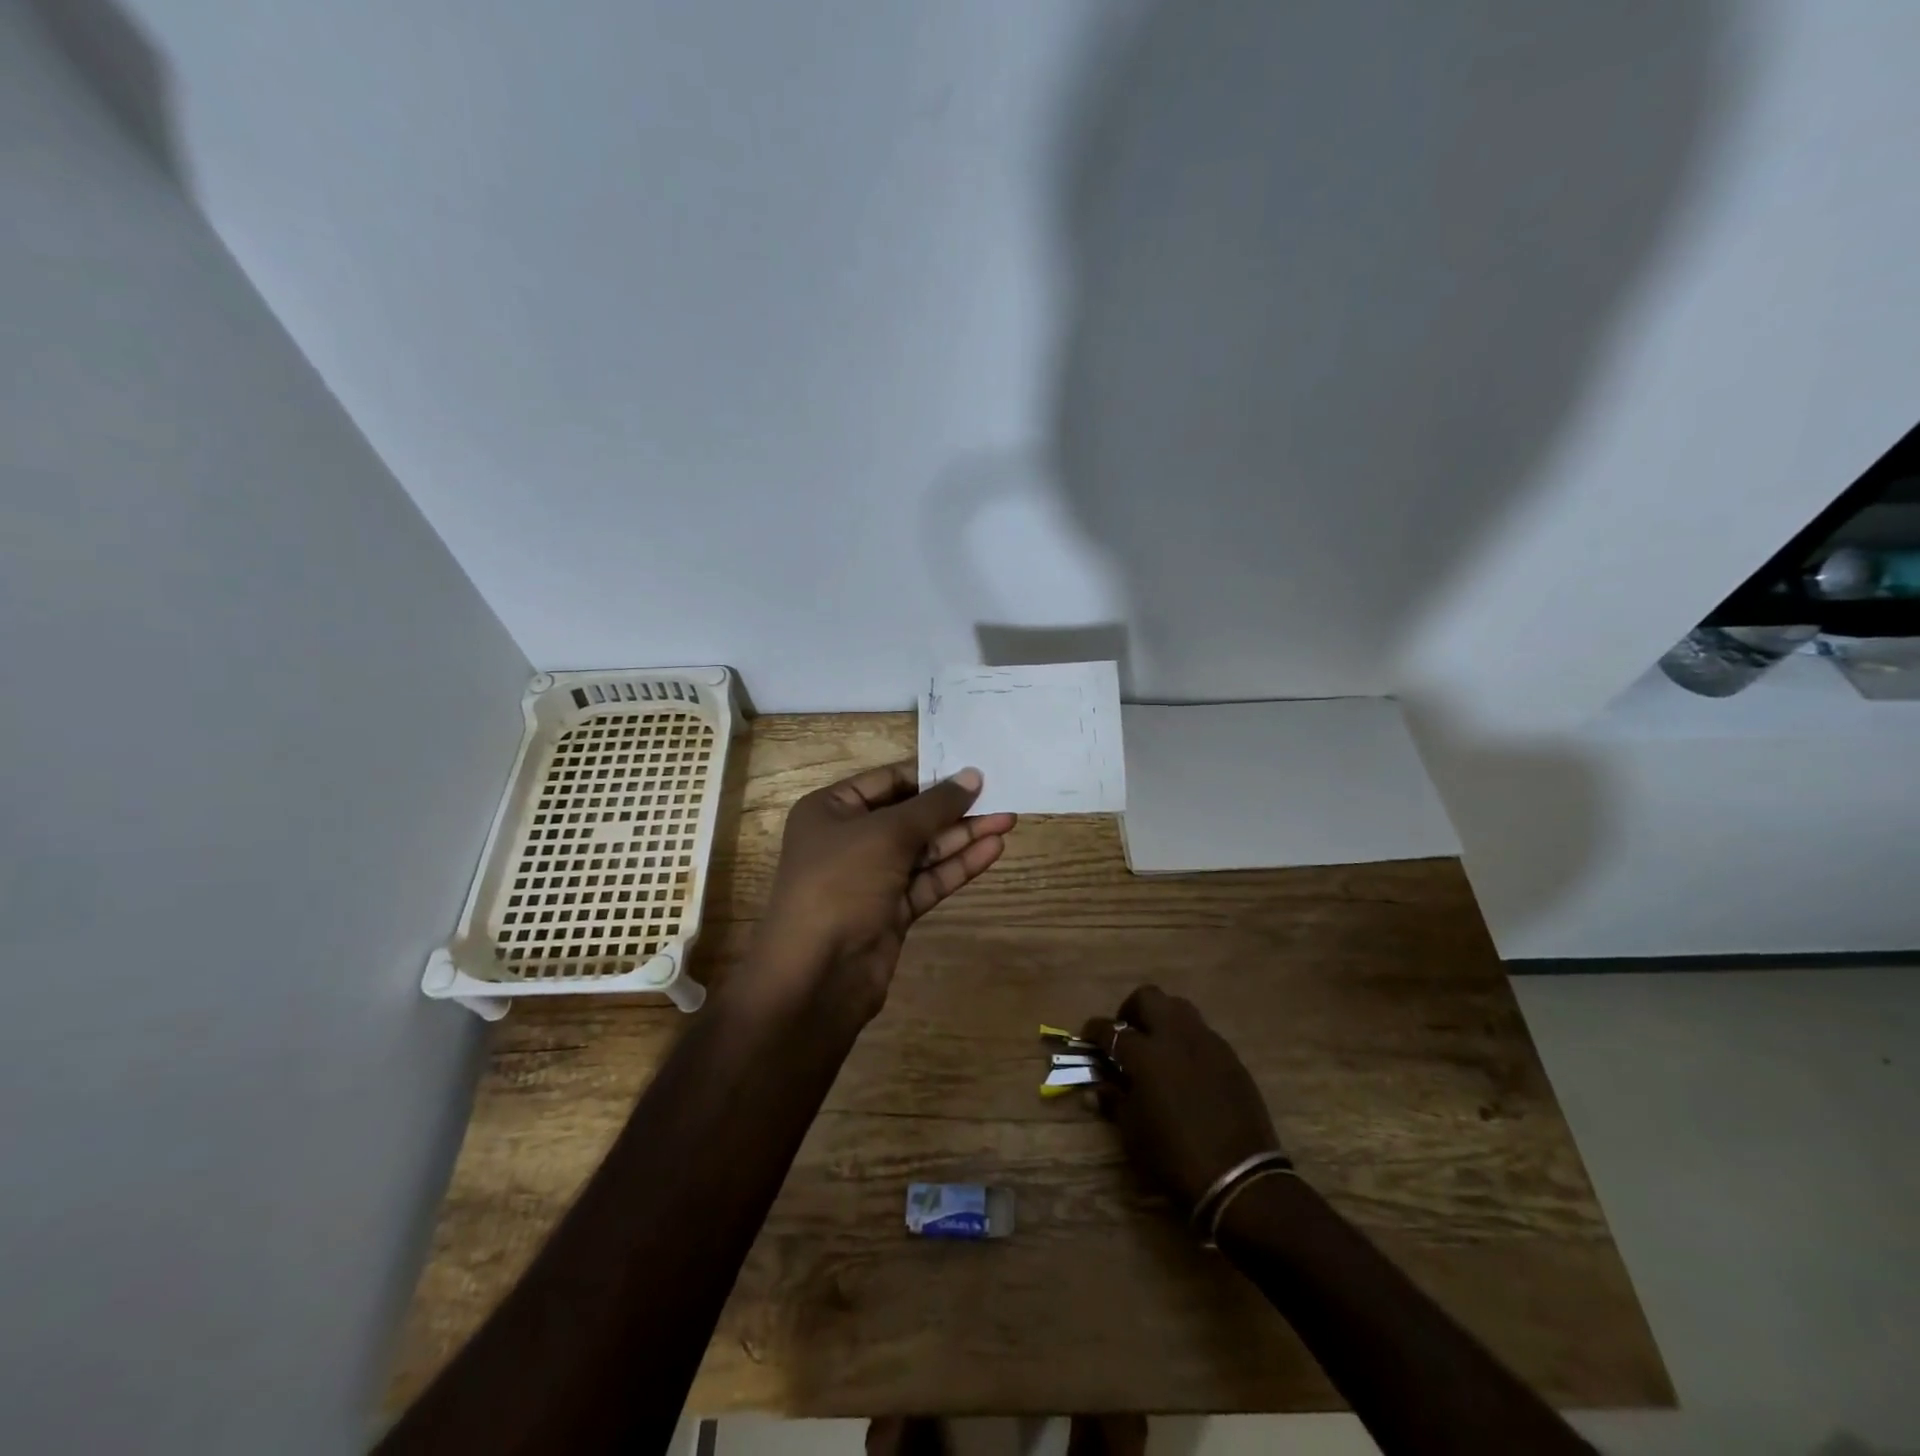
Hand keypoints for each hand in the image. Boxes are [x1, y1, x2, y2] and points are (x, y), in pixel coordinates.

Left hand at [752, 761, 1015, 1021]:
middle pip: (909, 816)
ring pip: (923, 849)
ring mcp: (870, 878)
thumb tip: (972, 775)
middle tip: (1000, 796)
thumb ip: (934, 805)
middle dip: (953, 808)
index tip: (972, 771)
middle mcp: (849, 839)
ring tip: (1007, 819)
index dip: (930, 775)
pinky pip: (928, 879)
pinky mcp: (891, 910)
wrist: (816, 975)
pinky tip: (992, 850)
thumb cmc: (840, 884)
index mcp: (831, 810)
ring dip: (963, 836)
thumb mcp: (887, 834)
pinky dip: (958, 866)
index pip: (888, 781)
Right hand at [1083, 986, 1283, 1211]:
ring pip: (1179, 1008)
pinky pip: (1202, 1033)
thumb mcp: (1133, 1132)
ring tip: (1156, 1046)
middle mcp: (1176, 1037)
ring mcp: (1207, 1043)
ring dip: (1162, 1018)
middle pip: (1148, 998)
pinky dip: (1186, 1040)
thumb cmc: (1175, 1156)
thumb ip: (1114, 1100)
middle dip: (1131, 1010)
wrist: (1240, 1178)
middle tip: (1126, 1034)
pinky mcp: (1230, 1057)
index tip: (1087, 1037)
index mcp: (1146, 1054)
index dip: (1094, 1030)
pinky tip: (1185, 1067)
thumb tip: (1098, 1087)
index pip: (1111, 1030)